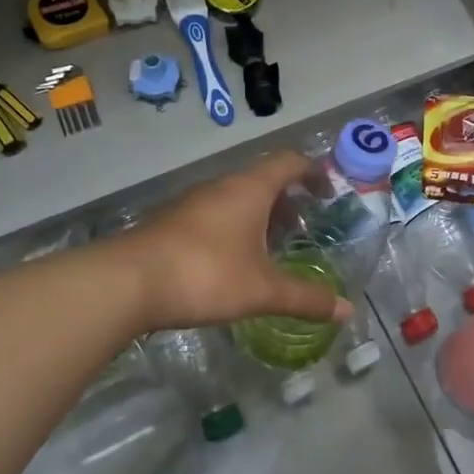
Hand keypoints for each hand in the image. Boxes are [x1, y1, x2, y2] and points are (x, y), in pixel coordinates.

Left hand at [120, 152, 354, 331]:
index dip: (313, 173)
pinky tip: (232, 261)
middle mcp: (221, 186)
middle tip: (302, 227)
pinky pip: (213, 214)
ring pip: (235, 198)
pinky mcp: (171, 222)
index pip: (289, 162)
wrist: (127, 282)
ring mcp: (192, 202)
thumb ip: (305, 299)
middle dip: (286, 200)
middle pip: (262, 180)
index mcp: (249, 189)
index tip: (328, 194)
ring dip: (257, 215)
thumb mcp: (262, 290)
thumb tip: (347, 311)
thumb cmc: (206, 274)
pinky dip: (232, 228)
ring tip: (270, 247)